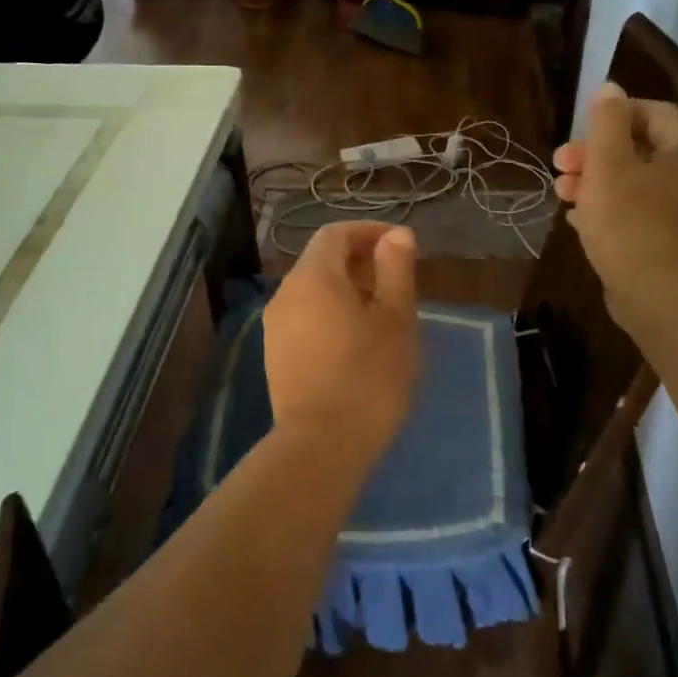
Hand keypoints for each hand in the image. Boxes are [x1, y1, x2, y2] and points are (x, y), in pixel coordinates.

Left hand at [263, 221, 419, 467]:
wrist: (322, 444)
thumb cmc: (369, 376)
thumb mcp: (396, 319)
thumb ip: (396, 270)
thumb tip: (396, 236)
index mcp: (313, 277)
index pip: (336, 234)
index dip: (369, 232)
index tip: (401, 245)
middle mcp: (285, 294)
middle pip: (322, 261)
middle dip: (360, 261)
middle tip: (398, 281)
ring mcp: (276, 326)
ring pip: (313, 291)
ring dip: (347, 289)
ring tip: (383, 312)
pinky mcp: (276, 355)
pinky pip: (305, 317)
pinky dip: (331, 314)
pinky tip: (357, 341)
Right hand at [554, 83, 677, 328]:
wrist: (659, 295)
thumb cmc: (630, 222)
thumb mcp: (608, 165)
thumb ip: (606, 122)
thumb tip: (609, 88)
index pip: (655, 113)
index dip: (614, 115)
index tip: (580, 131)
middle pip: (641, 150)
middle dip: (596, 154)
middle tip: (560, 165)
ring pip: (636, 184)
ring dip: (597, 183)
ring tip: (562, 195)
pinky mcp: (672, 244)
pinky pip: (639, 215)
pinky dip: (610, 211)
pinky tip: (579, 221)